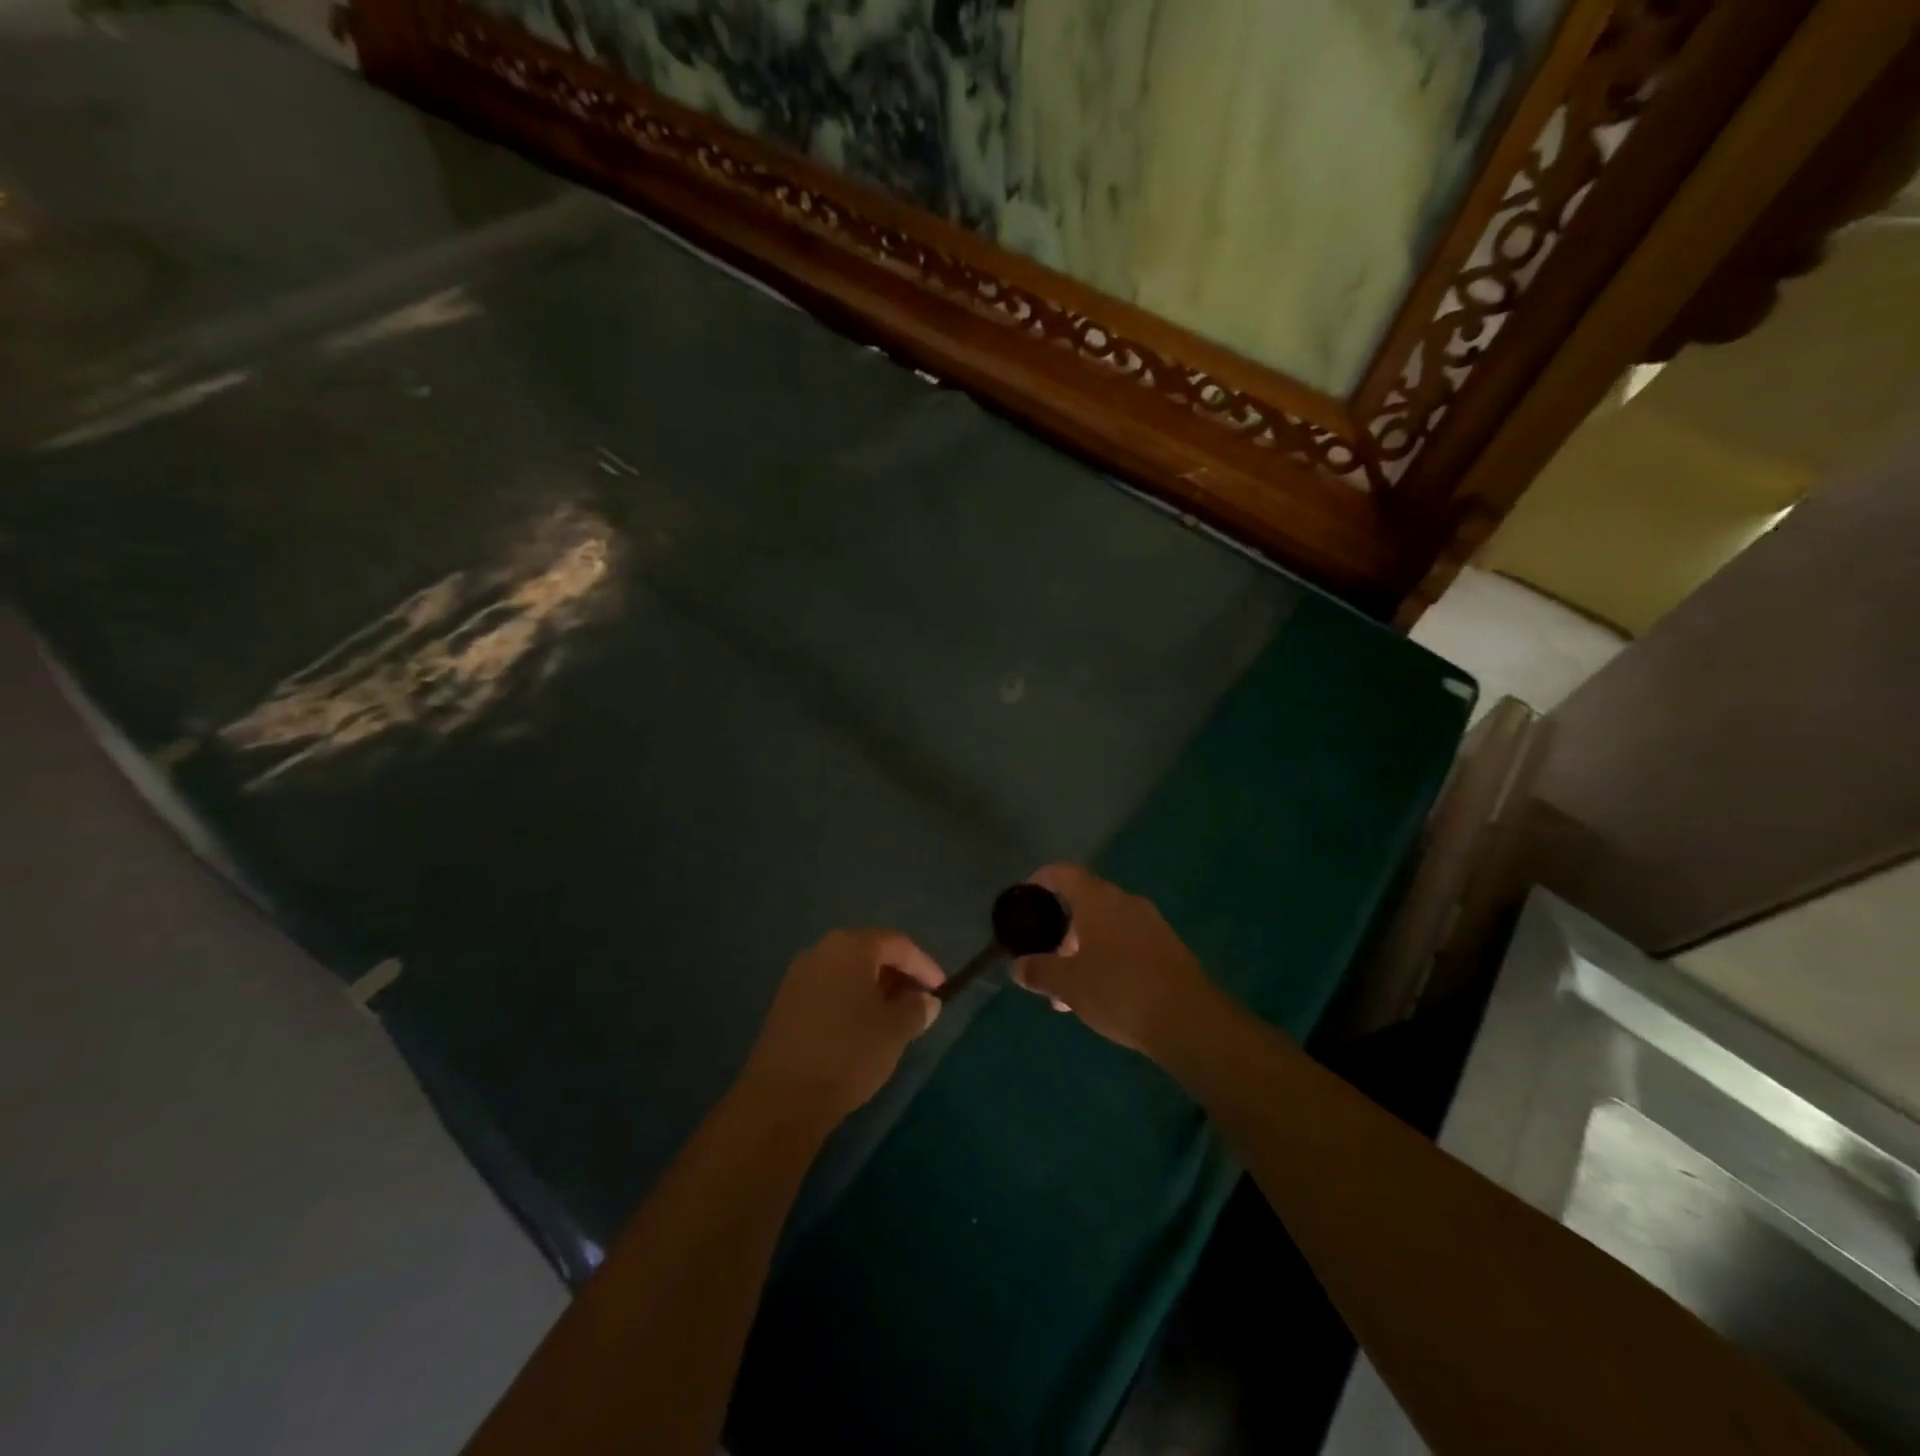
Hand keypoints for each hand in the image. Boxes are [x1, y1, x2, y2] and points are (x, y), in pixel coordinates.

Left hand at [741, 929, 944, 1128]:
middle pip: (870, 952)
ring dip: (874, 988)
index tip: (941, 989)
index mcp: (850, 946)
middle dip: (898, 974)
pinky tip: (863, 1026)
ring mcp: (799, 976)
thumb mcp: (895, 1031)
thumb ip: (916, 1009)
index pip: (897, 944)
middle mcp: (822, 950)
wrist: (783, 1097)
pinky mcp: (786, 1002)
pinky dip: (851, 1000)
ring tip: (895, 1016)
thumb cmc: (848, 1052)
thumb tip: (926, 1001)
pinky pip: (829, 989)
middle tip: (919, 1000)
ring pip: (848, 972)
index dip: (923, 965)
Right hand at [1012, 865, 1218, 1058]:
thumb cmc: (1119, 990)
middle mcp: (1126, 902)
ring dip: (1084, 949)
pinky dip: (1107, 960)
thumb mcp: (1068, 984)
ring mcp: (1151, 924)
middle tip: (1044, 957)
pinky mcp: (1168, 949)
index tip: (1025, 897)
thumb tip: (1017, 967)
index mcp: (1098, 899)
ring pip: (1106, 927)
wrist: (1189, 1020)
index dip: (1041, 880)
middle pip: (1085, 902)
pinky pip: (1127, 944)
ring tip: (1067, 990)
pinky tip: (1100, 996)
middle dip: (1061, 928)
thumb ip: (1038, 971)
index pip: (1063, 873)